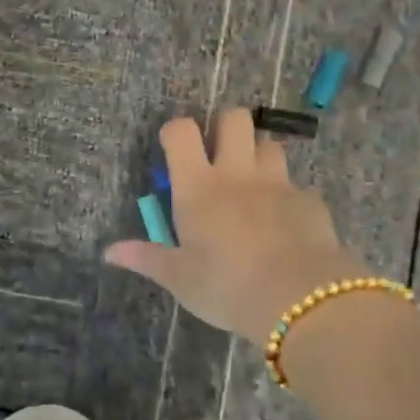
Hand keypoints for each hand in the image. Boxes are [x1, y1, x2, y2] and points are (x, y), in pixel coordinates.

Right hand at [103, 109, 368, 341]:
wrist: (302, 300)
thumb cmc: (227, 287)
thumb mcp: (180, 279)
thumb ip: (147, 258)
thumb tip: (108, 252)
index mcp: (198, 187)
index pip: (182, 131)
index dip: (175, 131)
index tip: (173, 148)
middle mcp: (238, 173)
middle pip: (234, 118)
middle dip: (224, 126)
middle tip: (217, 155)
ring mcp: (278, 183)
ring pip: (269, 144)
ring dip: (257, 155)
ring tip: (251, 183)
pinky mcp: (310, 201)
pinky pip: (296, 186)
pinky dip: (287, 196)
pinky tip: (284, 222)